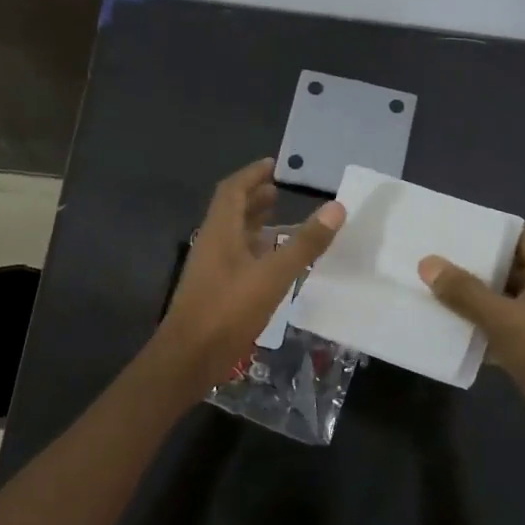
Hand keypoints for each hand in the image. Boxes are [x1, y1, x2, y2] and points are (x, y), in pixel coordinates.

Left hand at [154, 158, 345, 387]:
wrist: (188, 359)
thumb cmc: (227, 310)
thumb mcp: (273, 275)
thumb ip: (305, 243)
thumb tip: (336, 207)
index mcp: (220, 231)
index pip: (233, 189)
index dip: (252, 174)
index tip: (274, 165)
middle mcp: (213, 243)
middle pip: (232, 210)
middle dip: (255, 197)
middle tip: (281, 191)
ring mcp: (211, 268)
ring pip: (234, 235)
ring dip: (255, 223)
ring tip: (282, 220)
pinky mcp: (215, 290)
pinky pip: (237, 258)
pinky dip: (256, 250)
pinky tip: (275, 262)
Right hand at [419, 226, 524, 445]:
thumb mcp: (501, 317)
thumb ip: (464, 291)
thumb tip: (428, 263)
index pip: (521, 235)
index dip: (491, 229)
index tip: (457, 228)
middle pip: (510, 265)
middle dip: (476, 263)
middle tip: (438, 257)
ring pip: (504, 297)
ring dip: (476, 295)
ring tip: (437, 287)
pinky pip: (504, 324)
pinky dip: (482, 323)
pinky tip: (452, 325)